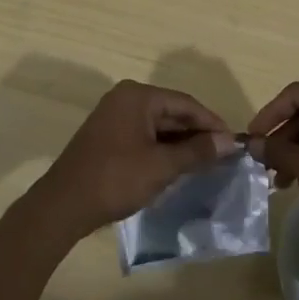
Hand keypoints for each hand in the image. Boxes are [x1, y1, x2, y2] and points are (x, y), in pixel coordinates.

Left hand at [33, 81, 235, 238]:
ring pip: (158, 124)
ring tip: (206, 162)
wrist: (64, 204)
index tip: (234, 142)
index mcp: (138, 96)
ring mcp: (114, 115)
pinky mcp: (107, 135)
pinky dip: (162, 148)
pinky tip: (177, 165)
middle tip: (223, 154)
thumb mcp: (162, 166)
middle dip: (196, 133)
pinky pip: (144, 134)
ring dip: (180, 142)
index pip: (185, 103)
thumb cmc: (116, 179)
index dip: (211, 123)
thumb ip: (196, 151)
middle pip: (171, 111)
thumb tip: (228, 141)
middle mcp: (125, 97)